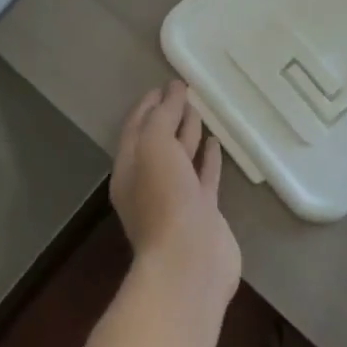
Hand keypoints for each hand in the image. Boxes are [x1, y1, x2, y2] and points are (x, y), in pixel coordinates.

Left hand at [112, 81, 240, 307]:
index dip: (149, 105)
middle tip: (186, 92)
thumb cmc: (165, 199)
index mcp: (129, 167)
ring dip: (189, 134)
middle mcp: (149, 182)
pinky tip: (216, 143)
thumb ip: (163, 117)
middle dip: (169, 116)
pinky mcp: (202, 212)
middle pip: (158, 140)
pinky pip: (204, 177)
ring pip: (182, 158)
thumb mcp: (155, 147)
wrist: (190, 262)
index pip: (136, 126)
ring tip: (201, 110)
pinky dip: (208, 159)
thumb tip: (173, 91)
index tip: (166, 84)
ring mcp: (177, 198)